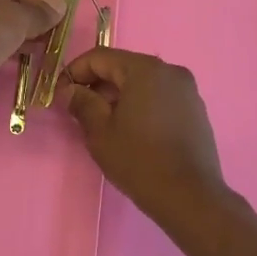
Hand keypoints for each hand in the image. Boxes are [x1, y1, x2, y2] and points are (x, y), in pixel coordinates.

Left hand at [0, 0, 65, 115]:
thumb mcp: (17, 18)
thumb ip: (40, 13)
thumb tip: (60, 7)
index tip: (61, 11)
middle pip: (5, 8)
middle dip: (32, 19)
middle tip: (55, 32)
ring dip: (22, 37)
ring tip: (45, 48)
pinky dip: (7, 52)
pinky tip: (24, 61)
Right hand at [64, 48, 234, 229]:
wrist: (190, 197)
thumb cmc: (140, 161)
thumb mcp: (100, 132)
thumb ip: (82, 103)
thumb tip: (70, 90)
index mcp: (145, 69)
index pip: (100, 57)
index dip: (74, 72)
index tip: (60, 94)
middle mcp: (170, 71)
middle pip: (123, 67)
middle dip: (97, 85)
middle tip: (78, 110)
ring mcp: (187, 90)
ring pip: (142, 83)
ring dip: (119, 96)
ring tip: (103, 123)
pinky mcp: (196, 110)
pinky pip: (160, 97)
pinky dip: (141, 105)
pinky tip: (131, 130)